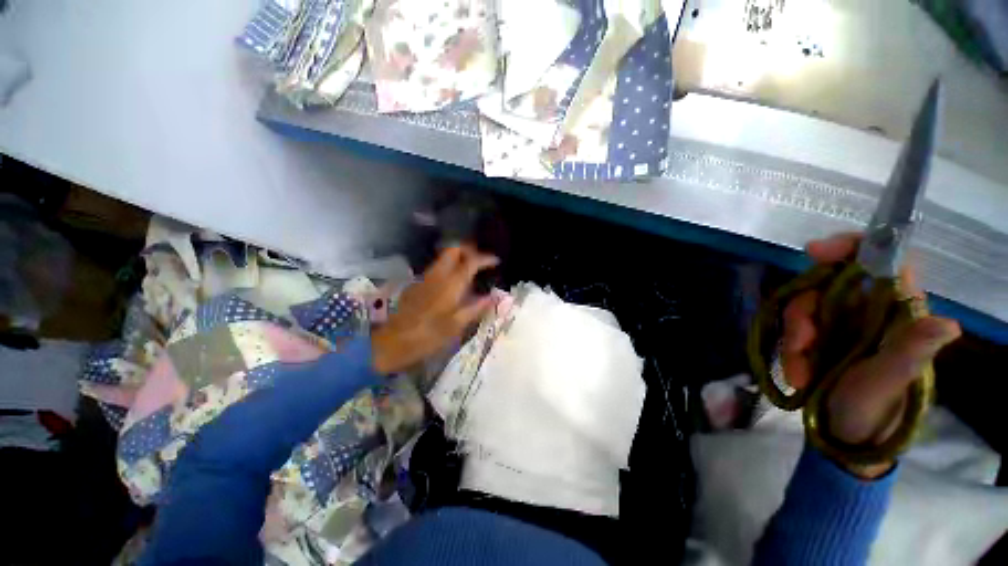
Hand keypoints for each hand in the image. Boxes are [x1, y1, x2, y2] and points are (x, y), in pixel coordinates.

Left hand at [371, 245, 498, 374]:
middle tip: (481, 261)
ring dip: (458, 258)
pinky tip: (454, 284)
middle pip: (453, 249)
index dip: (485, 258)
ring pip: (443, 257)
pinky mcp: (417, 284)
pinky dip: (449, 268)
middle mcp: (438, 275)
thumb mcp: (457, 325)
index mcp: (451, 284)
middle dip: (469, 250)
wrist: (392, 342)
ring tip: (471, 271)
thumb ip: (476, 308)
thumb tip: (494, 297)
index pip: (471, 261)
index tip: (496, 261)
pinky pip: (437, 268)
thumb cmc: (428, 336)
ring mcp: (425, 278)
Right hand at [781, 233, 960, 476]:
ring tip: (798, 372)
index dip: (851, 248)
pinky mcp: (819, 337)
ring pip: (805, 307)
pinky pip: (794, 329)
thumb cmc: (875, 409)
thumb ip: (911, 351)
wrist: (847, 433)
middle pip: (828, 286)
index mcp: (898, 313)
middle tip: (800, 345)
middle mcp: (869, 311)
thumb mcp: (891, 381)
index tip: (814, 252)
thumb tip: (948, 324)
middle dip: (805, 312)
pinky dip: (789, 350)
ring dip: (794, 337)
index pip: (883, 262)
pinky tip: (795, 374)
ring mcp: (841, 324)